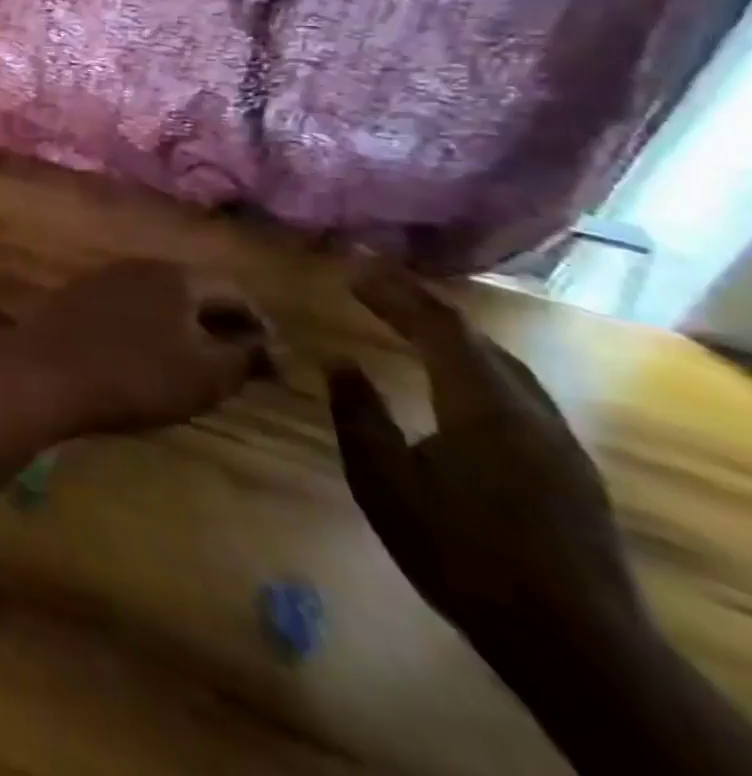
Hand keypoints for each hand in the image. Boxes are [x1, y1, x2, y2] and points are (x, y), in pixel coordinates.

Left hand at [11, 260, 271, 434]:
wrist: (43, 372)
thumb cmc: (134, 375)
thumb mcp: (205, 376)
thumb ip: (244, 358)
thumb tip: (270, 348)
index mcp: (178, 276)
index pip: (236, 291)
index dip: (261, 328)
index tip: (273, 366)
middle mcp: (140, 266)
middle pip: (194, 291)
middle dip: (220, 325)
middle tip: (236, 366)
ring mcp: (103, 278)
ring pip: (159, 300)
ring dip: (181, 327)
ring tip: (193, 366)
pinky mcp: (75, 298)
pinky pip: (127, 309)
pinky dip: (146, 330)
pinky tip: (143, 359)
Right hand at [328, 267, 645, 656]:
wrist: (576, 646)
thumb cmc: (462, 554)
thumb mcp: (384, 483)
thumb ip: (359, 414)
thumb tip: (338, 360)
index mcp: (482, 405)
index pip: (437, 326)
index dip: (395, 292)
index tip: (353, 268)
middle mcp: (528, 410)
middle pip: (475, 338)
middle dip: (422, 305)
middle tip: (374, 284)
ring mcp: (558, 440)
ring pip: (503, 364)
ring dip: (453, 334)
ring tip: (411, 320)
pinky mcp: (570, 468)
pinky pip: (516, 390)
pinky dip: (476, 364)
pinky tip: (458, 380)